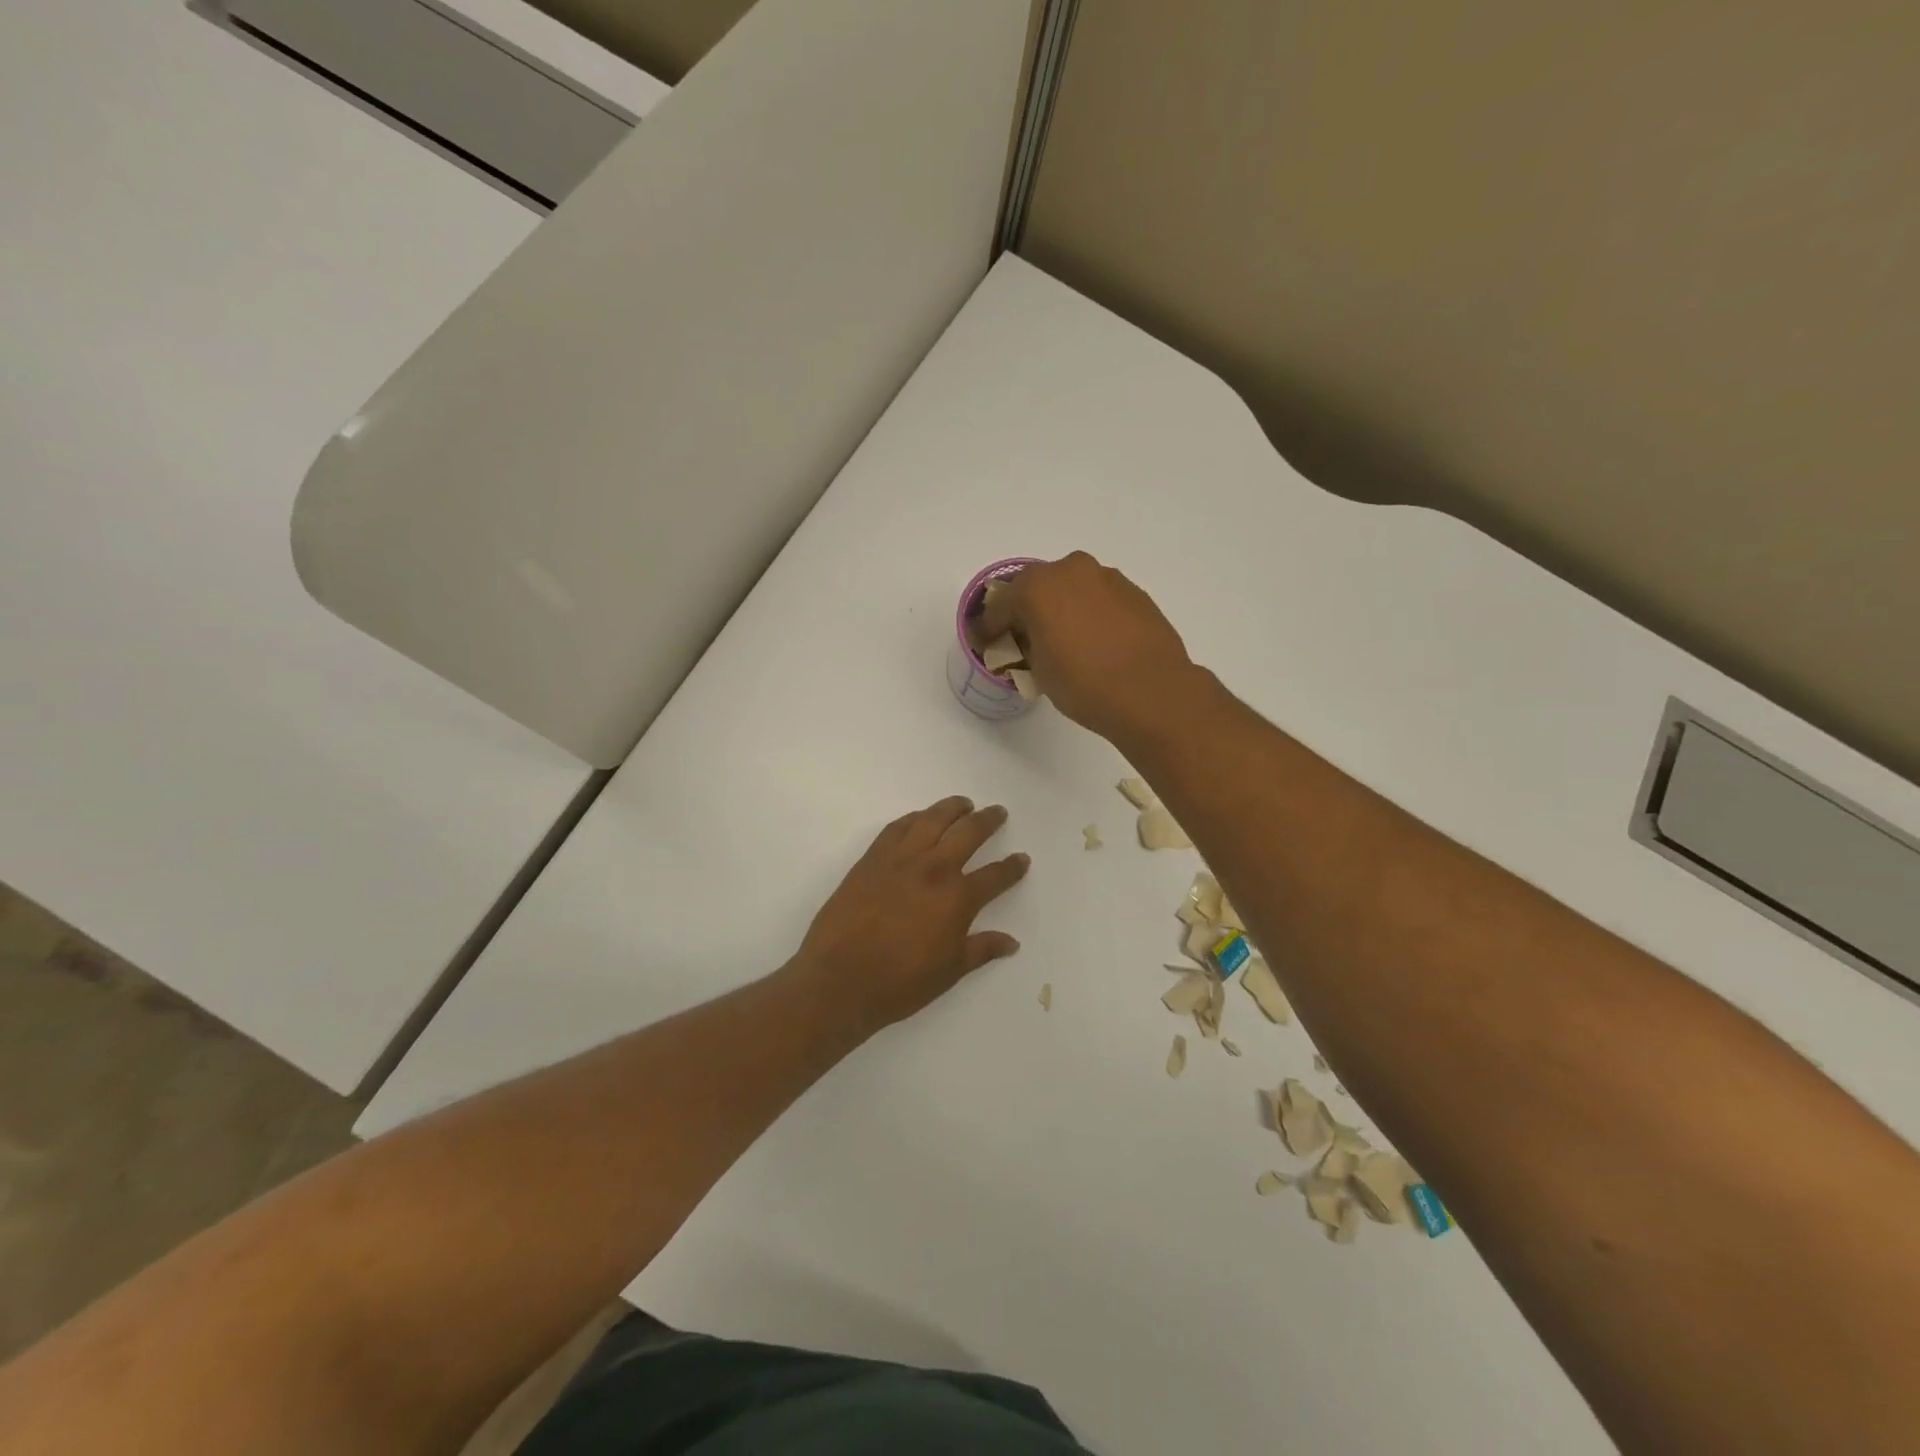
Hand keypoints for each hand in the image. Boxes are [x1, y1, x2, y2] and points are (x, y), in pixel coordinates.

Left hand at [791, 796, 1028, 1034]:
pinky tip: (920, 818)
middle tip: (998, 812)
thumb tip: (1011, 942)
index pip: (995, 875)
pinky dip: (914, 818)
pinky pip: (897, 827)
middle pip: (968, 833)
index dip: (1012, 867)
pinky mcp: (872, 859)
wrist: (839, 979)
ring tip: (964, 804)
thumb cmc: (900, 982)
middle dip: (988, 821)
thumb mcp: (950, 971)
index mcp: (957, 898)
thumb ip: (982, 949)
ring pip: (932, 820)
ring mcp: (900, 859)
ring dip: (952, 808)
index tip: (1022, 859)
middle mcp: (933, 869)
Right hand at [973, 552, 1197, 741]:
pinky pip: (1099, 599)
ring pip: (1072, 589)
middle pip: (1037, 586)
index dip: (990, 626)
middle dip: (1027, 610)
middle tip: (1025, 638)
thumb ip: (1027, 646)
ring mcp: (1107, 578)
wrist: (1152, 693)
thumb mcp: (1040, 671)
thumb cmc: (1084, 684)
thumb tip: (1030, 641)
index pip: (1000, 604)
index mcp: (1038, 586)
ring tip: (1065, 641)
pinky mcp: (1134, 592)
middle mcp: (1071, 570)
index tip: (986, 642)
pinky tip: (1096, 641)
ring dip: (1062, 608)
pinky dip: (1090, 613)